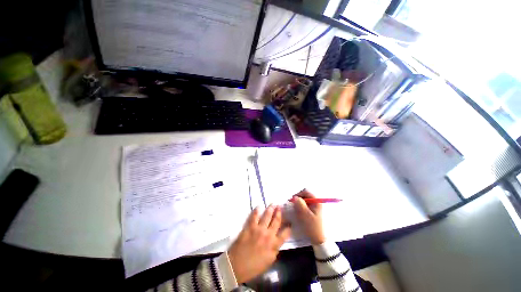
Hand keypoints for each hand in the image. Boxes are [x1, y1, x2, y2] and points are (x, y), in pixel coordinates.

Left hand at [228, 205, 290, 283]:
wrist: (237, 266)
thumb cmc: (254, 267)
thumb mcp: (269, 261)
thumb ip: (275, 250)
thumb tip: (277, 241)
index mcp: (274, 245)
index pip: (285, 234)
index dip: (288, 227)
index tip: (289, 222)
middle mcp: (269, 235)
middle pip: (276, 221)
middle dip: (279, 213)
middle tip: (280, 207)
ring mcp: (259, 229)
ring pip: (267, 216)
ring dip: (270, 209)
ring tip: (273, 204)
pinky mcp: (250, 226)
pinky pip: (254, 216)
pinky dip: (257, 210)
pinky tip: (259, 207)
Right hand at [292, 189, 325, 244]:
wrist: (319, 239)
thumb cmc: (313, 227)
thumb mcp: (305, 215)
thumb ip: (300, 204)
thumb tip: (295, 197)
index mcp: (316, 202)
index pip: (306, 192)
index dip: (299, 194)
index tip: (293, 199)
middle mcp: (316, 202)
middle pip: (305, 196)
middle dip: (298, 199)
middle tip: (293, 205)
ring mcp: (314, 207)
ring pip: (304, 201)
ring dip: (298, 204)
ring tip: (295, 210)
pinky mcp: (312, 211)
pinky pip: (304, 206)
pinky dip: (300, 208)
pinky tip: (298, 213)